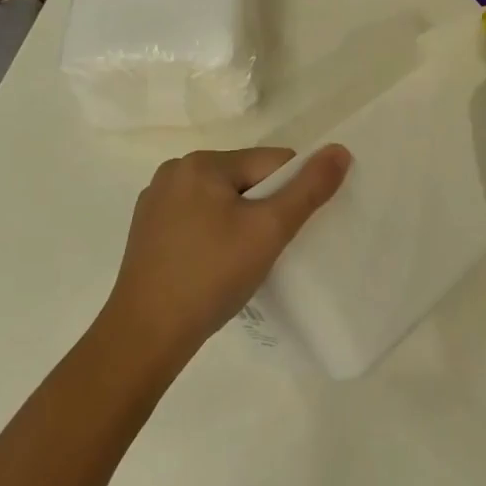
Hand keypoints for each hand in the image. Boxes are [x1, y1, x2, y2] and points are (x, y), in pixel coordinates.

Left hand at [97, 146, 350, 366]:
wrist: (147, 335)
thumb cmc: (212, 275)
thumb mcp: (269, 230)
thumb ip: (308, 188)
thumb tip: (339, 150)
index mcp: (201, 163)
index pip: (271, 163)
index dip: (291, 194)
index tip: (286, 232)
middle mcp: (175, 172)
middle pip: (245, 178)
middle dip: (263, 209)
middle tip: (264, 250)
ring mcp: (156, 201)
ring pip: (222, 200)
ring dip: (240, 222)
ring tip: (240, 261)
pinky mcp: (147, 230)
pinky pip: (197, 218)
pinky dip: (214, 234)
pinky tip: (213, 265)